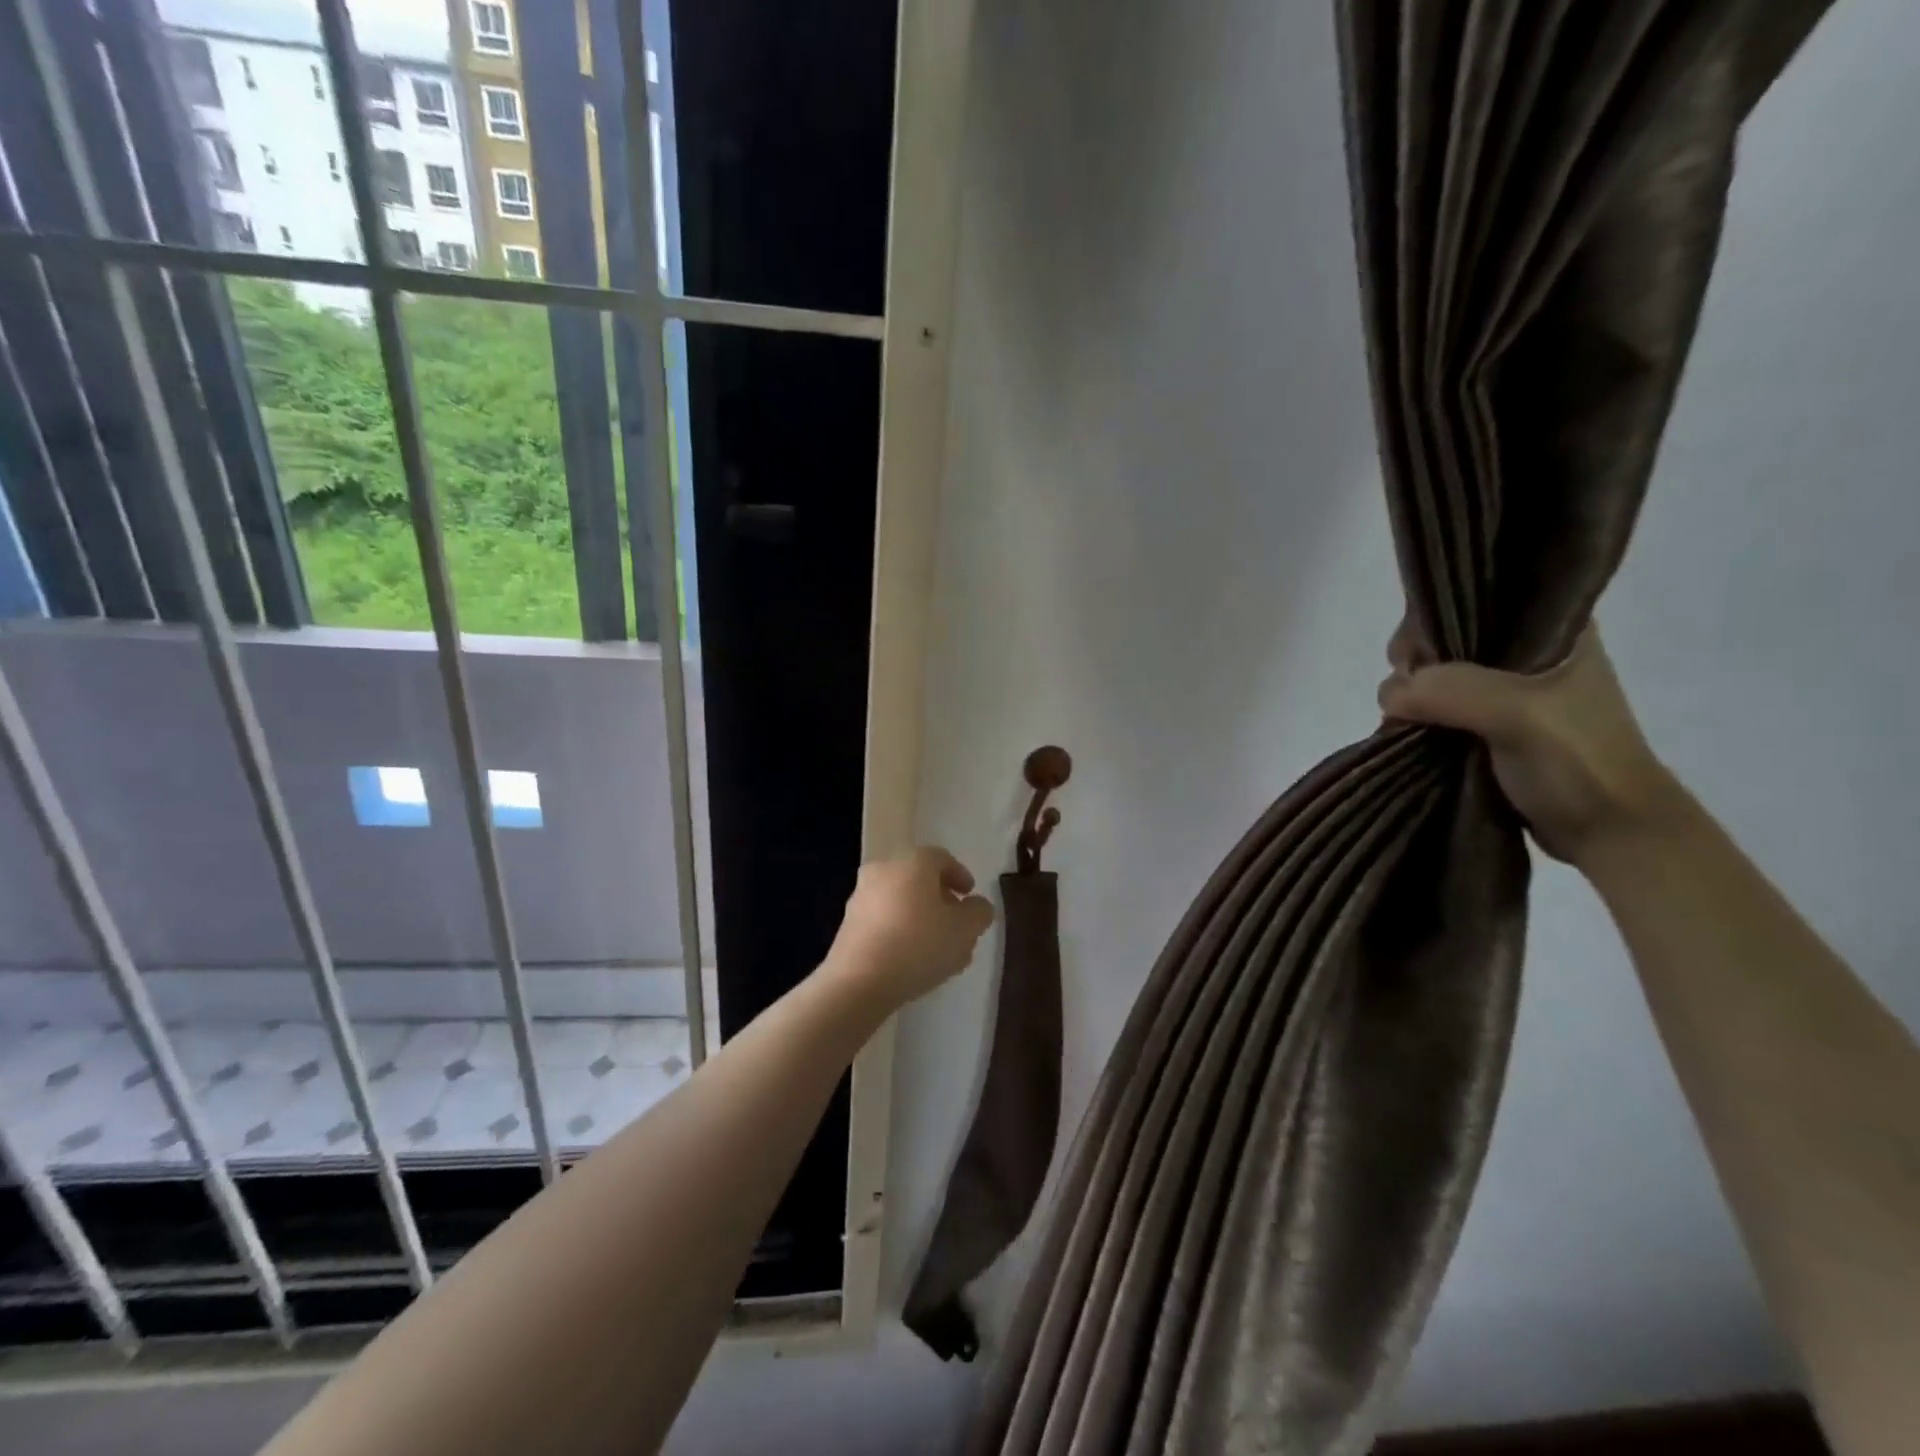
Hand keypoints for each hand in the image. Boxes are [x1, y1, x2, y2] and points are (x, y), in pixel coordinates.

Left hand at [825, 847, 995, 1009]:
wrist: (859, 981)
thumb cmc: (919, 945)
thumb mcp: (965, 930)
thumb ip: (979, 913)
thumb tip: (976, 905)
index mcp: (912, 862)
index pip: (941, 858)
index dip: (960, 875)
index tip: (970, 896)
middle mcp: (883, 870)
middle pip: (918, 878)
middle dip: (940, 899)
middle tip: (956, 922)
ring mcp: (861, 896)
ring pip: (900, 900)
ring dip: (920, 917)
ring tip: (937, 947)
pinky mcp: (848, 924)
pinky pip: (883, 919)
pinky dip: (900, 929)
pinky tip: (912, 957)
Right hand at [1378, 624, 1680, 865]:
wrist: (1610, 833)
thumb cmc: (1579, 761)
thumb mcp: (1518, 713)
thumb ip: (1452, 691)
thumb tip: (1391, 694)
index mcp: (1554, 629)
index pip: (1480, 599)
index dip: (1436, 618)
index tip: (1412, 654)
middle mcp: (1529, 654)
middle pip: (1449, 638)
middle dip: (1417, 663)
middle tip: (1406, 693)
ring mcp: (1508, 694)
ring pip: (1439, 677)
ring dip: (1412, 696)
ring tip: (1403, 720)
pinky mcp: (1490, 728)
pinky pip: (1439, 709)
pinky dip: (1416, 718)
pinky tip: (1406, 732)